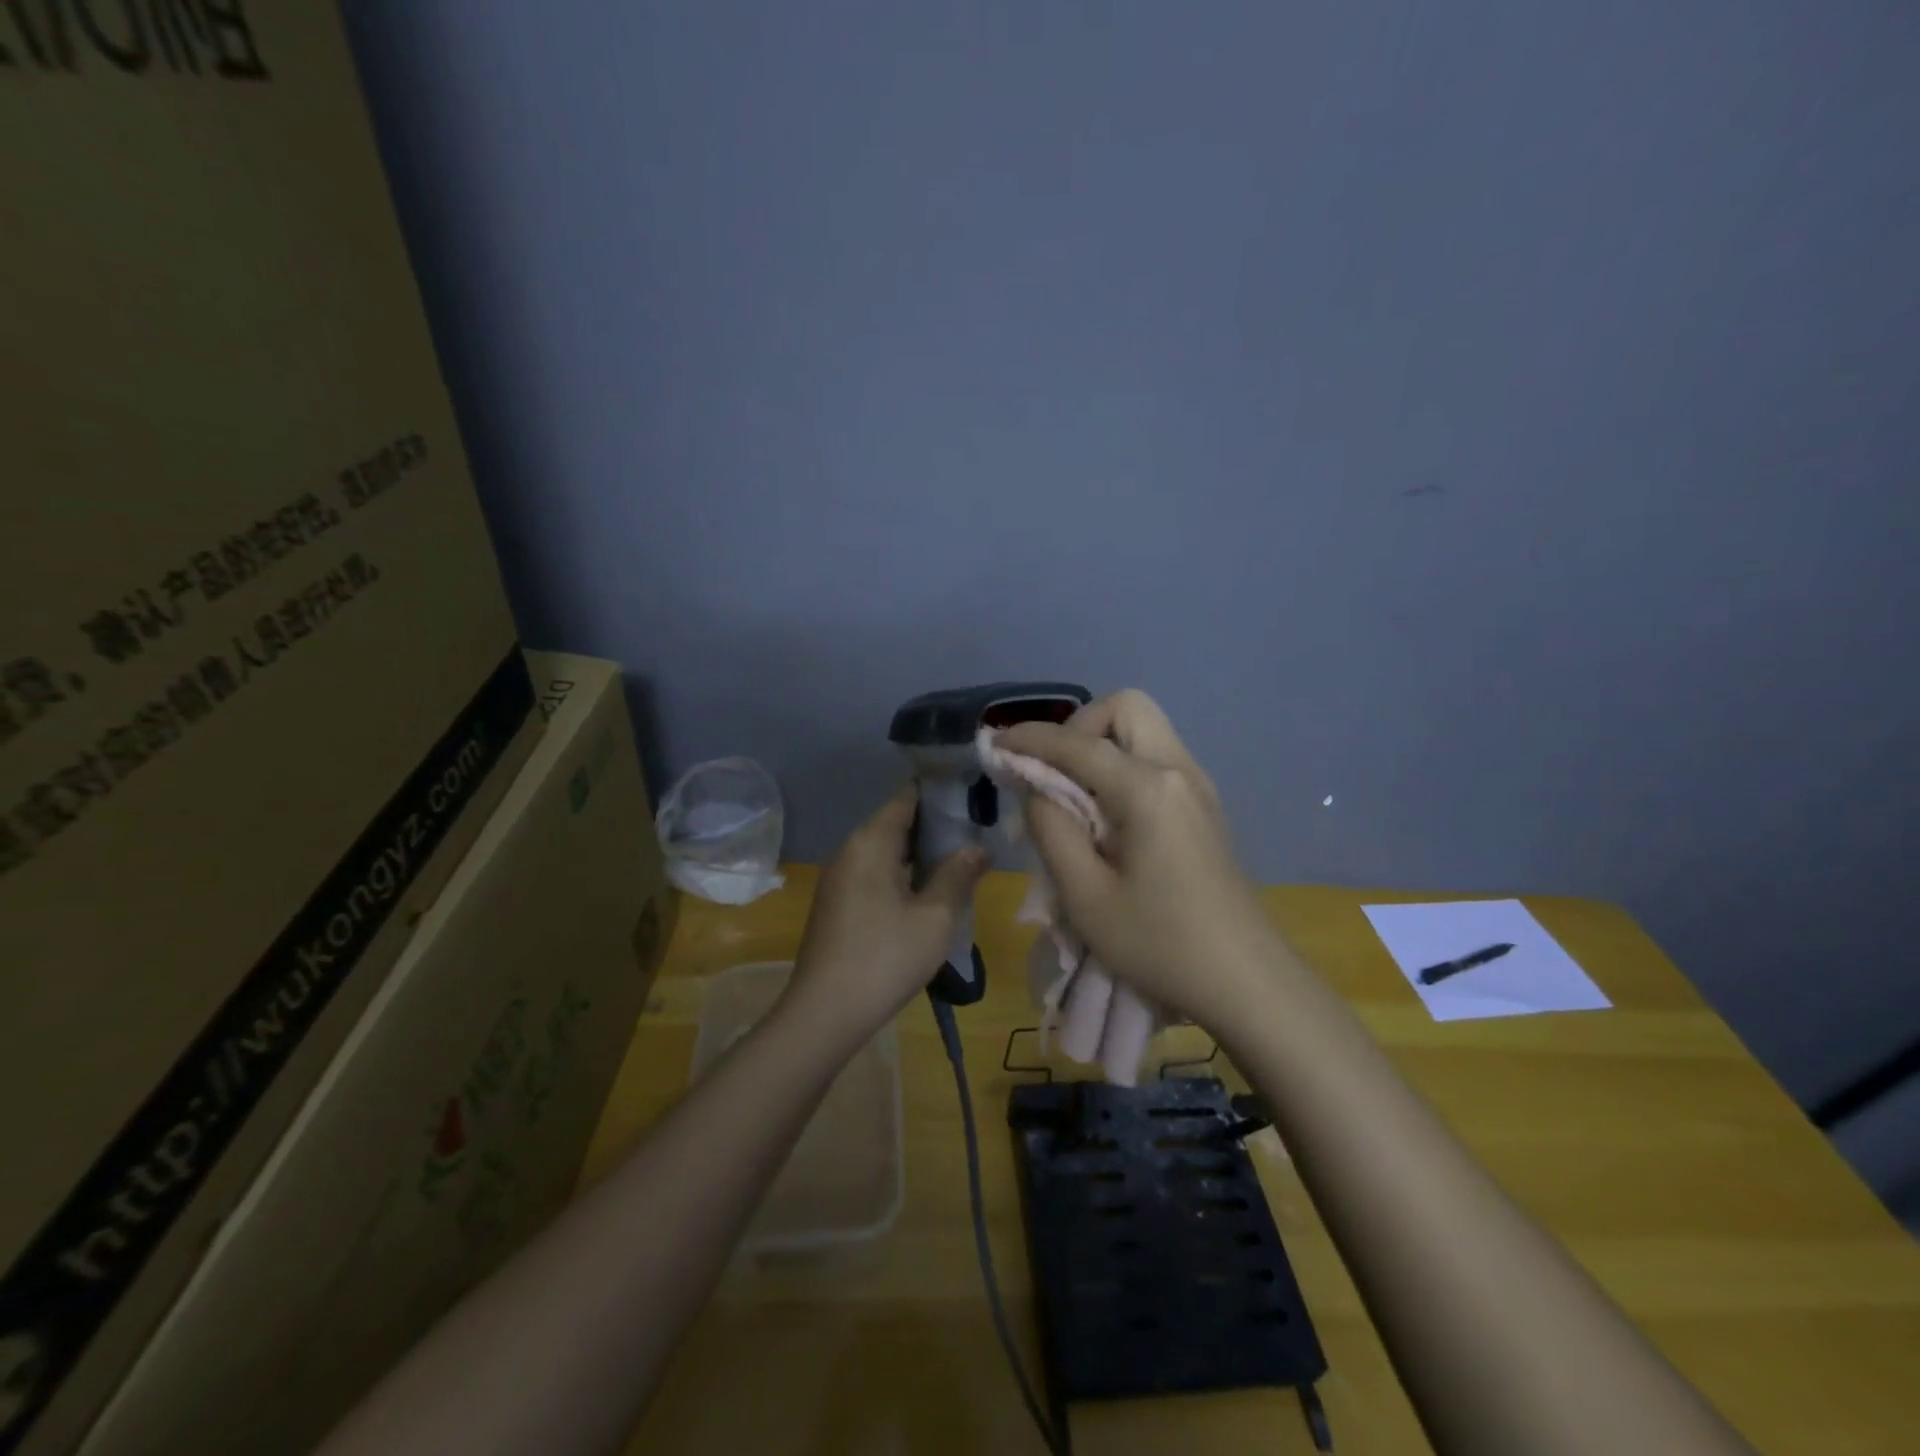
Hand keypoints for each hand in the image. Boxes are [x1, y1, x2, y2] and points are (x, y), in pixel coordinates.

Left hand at [779, 786, 988, 1045]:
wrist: (825, 1013)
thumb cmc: (885, 958)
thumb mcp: (935, 917)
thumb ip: (958, 875)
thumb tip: (979, 846)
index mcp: (871, 842)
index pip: (907, 797)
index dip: (940, 791)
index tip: (972, 792)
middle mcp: (851, 850)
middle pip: (896, 822)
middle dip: (935, 824)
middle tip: (977, 828)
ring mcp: (840, 878)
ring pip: (886, 850)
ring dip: (920, 852)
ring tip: (960, 858)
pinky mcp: (837, 903)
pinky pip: (875, 872)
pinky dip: (902, 872)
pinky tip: (928, 890)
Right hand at [999, 691, 1282, 1029]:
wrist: (1247, 982)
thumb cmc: (1160, 944)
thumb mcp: (1085, 895)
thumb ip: (1050, 828)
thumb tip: (1035, 786)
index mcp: (1148, 788)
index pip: (1077, 743)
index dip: (1030, 738)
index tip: (995, 744)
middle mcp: (1179, 770)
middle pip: (1125, 708)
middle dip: (1078, 727)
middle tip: (1053, 773)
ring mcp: (1198, 786)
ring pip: (1145, 730)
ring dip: (1101, 744)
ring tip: (1074, 795)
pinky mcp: (1205, 806)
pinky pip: (1157, 758)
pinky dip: (1123, 764)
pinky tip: (1107, 814)